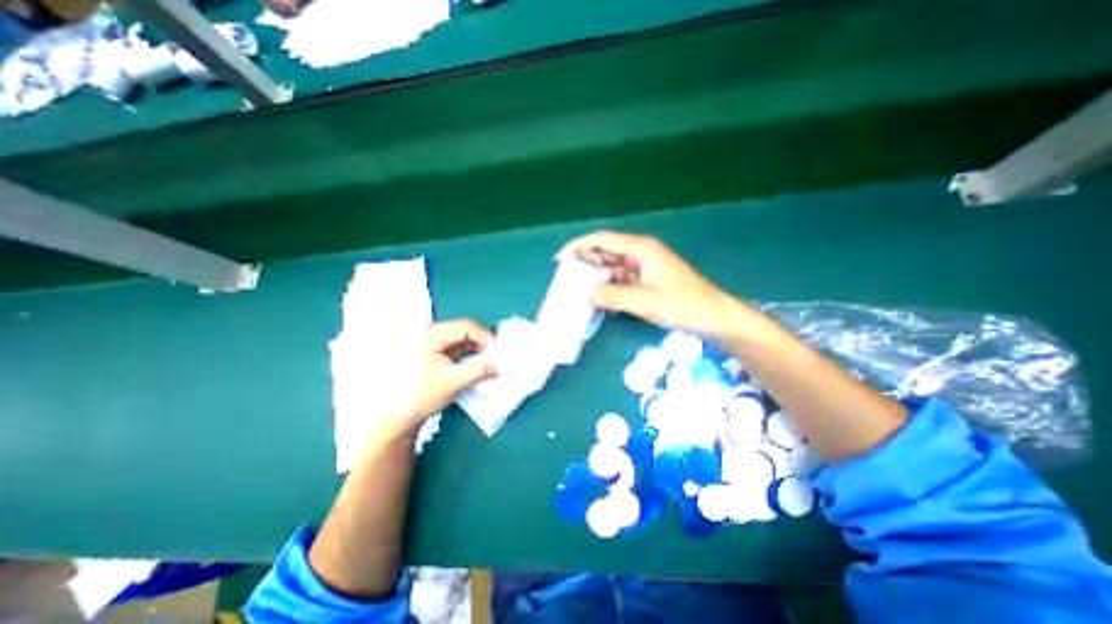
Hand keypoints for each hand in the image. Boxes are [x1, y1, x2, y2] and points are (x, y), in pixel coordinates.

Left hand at [376, 322, 492, 438]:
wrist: (392, 418)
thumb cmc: (419, 397)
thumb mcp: (453, 382)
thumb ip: (480, 369)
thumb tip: (502, 363)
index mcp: (430, 334)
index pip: (467, 326)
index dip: (487, 337)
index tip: (501, 351)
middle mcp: (429, 333)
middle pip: (464, 331)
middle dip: (484, 343)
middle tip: (499, 356)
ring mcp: (429, 343)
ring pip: (461, 340)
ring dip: (478, 349)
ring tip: (491, 362)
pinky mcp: (430, 353)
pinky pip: (455, 348)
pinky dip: (469, 355)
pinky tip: (478, 365)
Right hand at [561, 232, 759, 342]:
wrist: (714, 317)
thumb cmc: (683, 305)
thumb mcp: (644, 301)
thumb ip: (611, 296)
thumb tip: (581, 292)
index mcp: (641, 248)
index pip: (602, 240)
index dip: (579, 246)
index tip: (560, 260)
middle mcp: (641, 253)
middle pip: (606, 252)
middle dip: (586, 263)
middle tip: (566, 279)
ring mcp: (645, 267)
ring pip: (613, 267)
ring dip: (597, 278)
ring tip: (578, 291)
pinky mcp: (647, 280)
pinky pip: (622, 280)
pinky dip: (609, 288)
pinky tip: (600, 300)